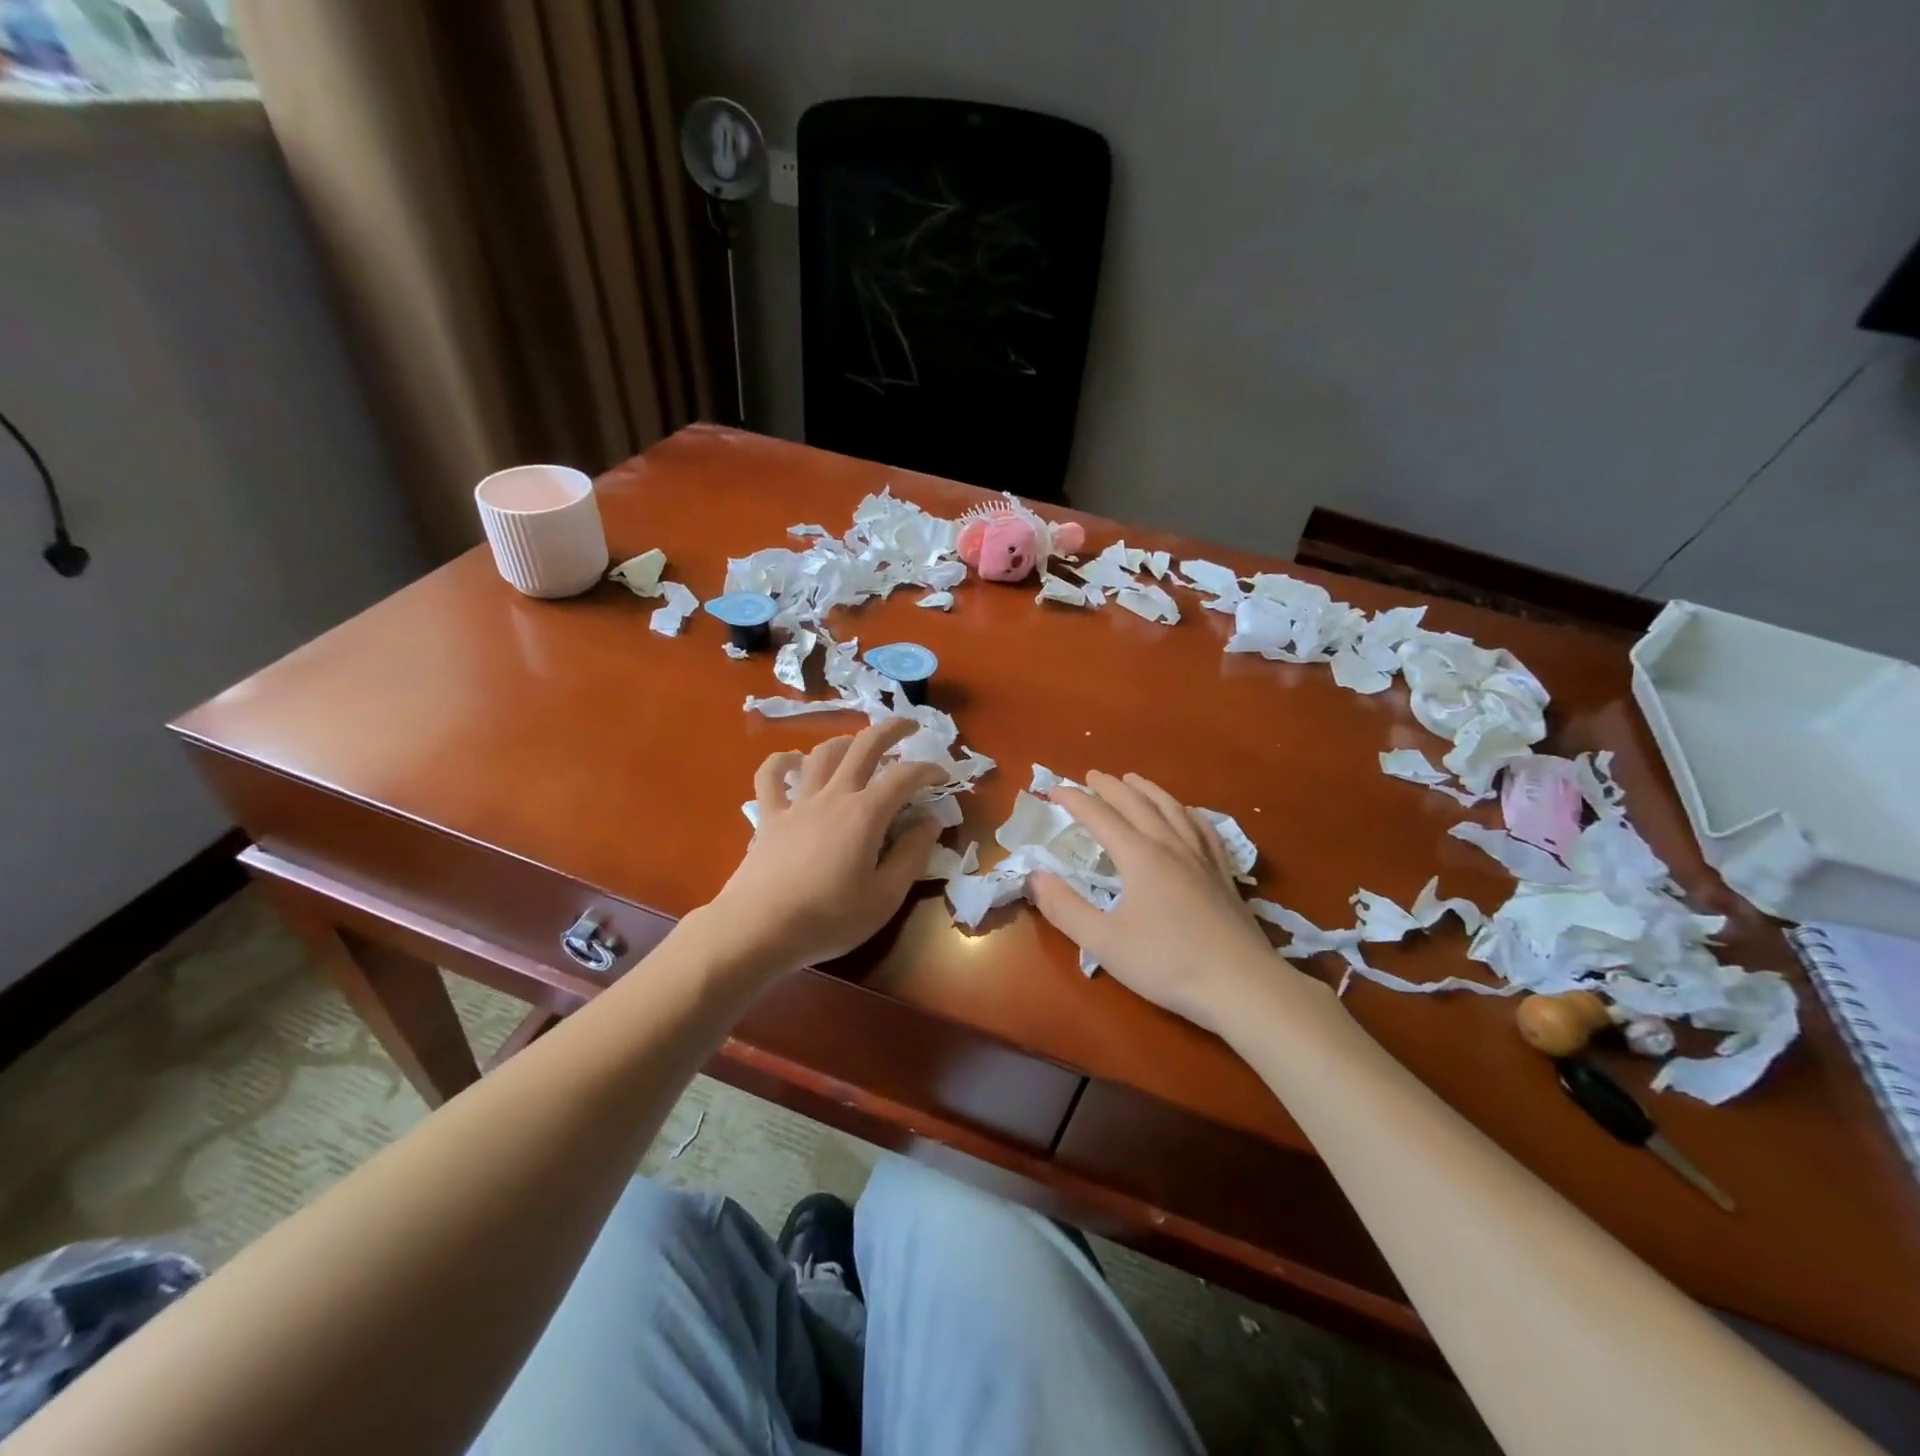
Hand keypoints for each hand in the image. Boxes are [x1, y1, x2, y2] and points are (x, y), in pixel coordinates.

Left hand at [707, 717, 946, 976]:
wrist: (758, 930)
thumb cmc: (829, 919)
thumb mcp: (885, 897)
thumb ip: (912, 855)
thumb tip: (931, 822)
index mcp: (866, 814)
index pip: (905, 776)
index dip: (928, 769)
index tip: (944, 776)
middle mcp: (833, 796)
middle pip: (864, 746)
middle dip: (891, 730)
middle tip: (910, 727)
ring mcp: (797, 803)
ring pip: (822, 754)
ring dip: (845, 742)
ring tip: (858, 746)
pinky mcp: (769, 816)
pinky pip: (770, 777)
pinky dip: (783, 762)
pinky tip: (793, 762)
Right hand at [1029, 772, 1297, 1035]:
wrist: (1242, 985)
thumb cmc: (1168, 964)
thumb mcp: (1104, 943)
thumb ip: (1065, 908)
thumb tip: (1035, 877)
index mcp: (1140, 857)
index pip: (1100, 817)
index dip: (1075, 800)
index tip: (1053, 790)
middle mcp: (1171, 846)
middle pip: (1137, 804)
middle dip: (1110, 787)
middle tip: (1090, 776)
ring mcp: (1202, 857)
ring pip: (1172, 809)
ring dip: (1148, 790)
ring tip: (1133, 780)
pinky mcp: (1223, 874)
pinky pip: (1203, 828)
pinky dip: (1187, 812)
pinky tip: (1186, 813)